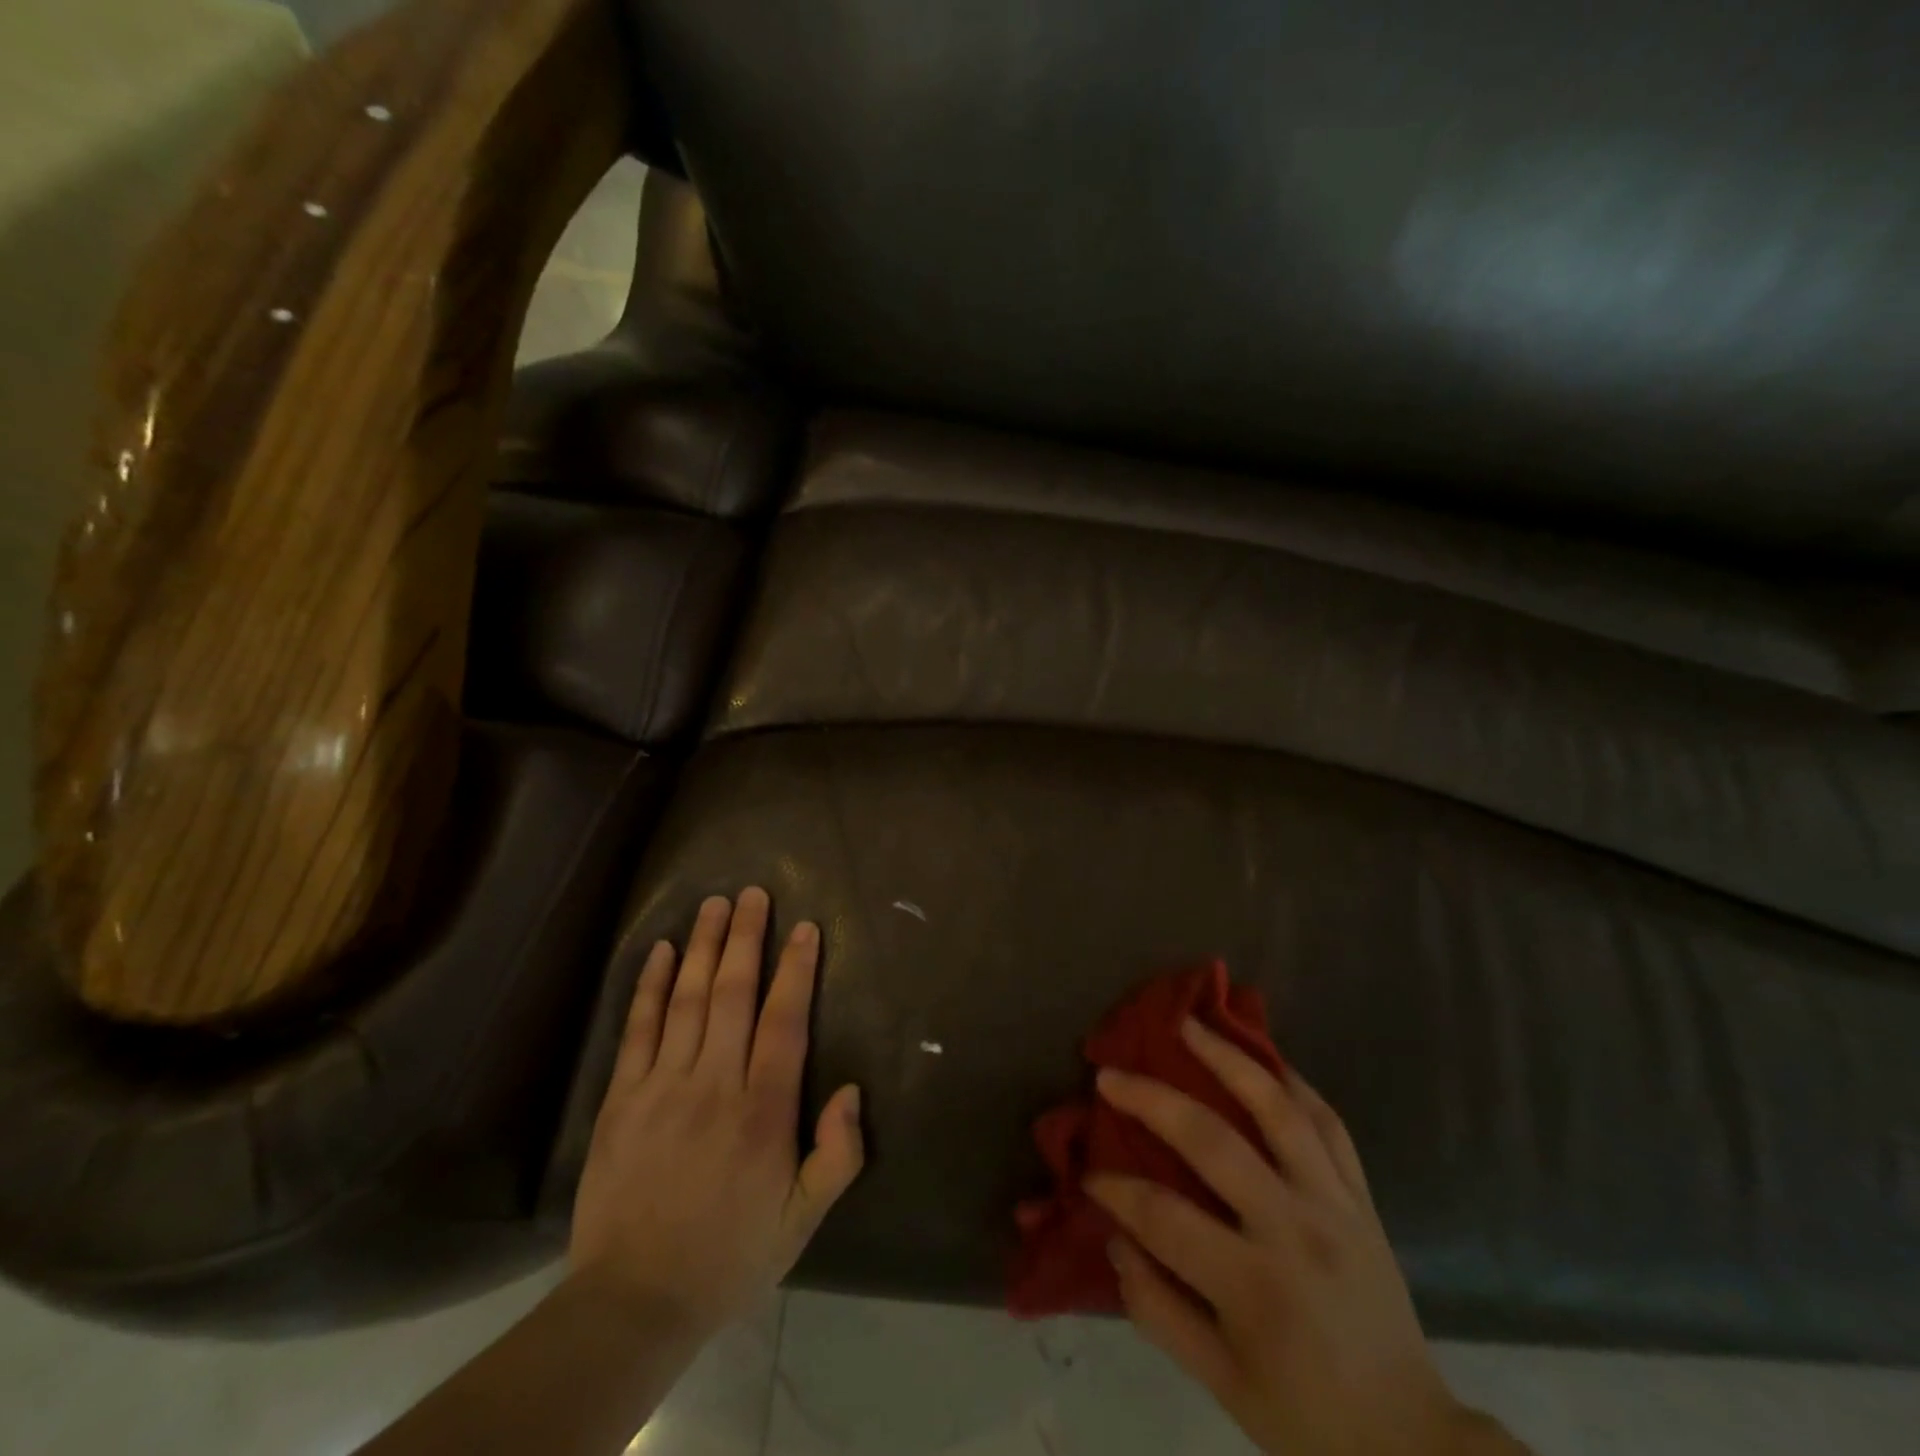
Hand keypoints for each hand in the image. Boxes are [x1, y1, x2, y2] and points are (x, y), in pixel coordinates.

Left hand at [570, 888, 863, 1340]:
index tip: (805, 928)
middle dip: (746, 938)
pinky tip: (660, 951)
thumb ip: (837, 1156)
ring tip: (714, 904)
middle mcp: (714, 1084)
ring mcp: (662, 1086)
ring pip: (687, 999)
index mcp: (763, 1110)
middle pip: (733, 993)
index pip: (784, 1020)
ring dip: (702, 946)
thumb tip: (851, 1091)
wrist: (634, 1301)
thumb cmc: (730, 1255)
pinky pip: (638, 1029)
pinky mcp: (621, 1098)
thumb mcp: (802, 1221)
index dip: (796, 969)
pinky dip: (650, 986)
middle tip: (753, 893)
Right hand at [1089, 1023, 1523, 1455]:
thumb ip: (1157, 1309)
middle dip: (1152, 1100)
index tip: (1088, 1176)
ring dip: (1228, 1058)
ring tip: (1189, 1024)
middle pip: (1213, 1141)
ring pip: (1277, 1108)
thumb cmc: (1307, 1417)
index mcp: (1256, 1286)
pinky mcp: (1361, 1196)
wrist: (1412, 1442)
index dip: (1116, 1191)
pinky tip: (1261, 1057)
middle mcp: (1295, 1229)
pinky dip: (1292, 1082)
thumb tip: (1113, 1237)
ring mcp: (1335, 1203)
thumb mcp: (1221, 1385)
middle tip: (1110, 1074)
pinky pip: (1328, 1122)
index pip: (1165, 1217)